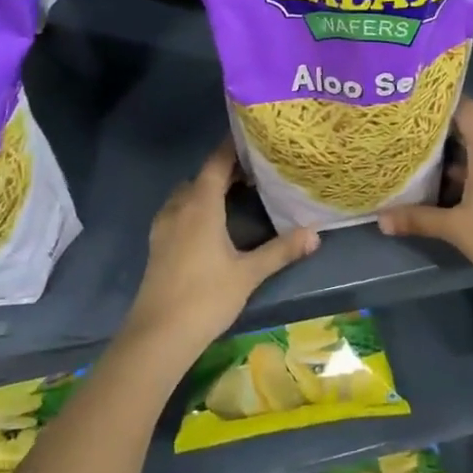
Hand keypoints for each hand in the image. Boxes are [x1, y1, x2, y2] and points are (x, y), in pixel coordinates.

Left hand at [124, 140, 318, 356]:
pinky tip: (212, 224)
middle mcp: (179, 208)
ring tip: (236, 193)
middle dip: (225, 169)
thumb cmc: (205, 297)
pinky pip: (178, 211)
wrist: (158, 336)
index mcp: (200, 205)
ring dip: (208, 188)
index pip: (216, 163)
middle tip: (255, 169)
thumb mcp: (249, 273)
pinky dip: (195, 206)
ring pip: (187, 194)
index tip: (253, 136)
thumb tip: (316, 233)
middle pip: (201, 176)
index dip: (233, 147)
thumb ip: (281, 250)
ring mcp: (164, 227)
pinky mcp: (157, 245)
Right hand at [377, 99, 472, 295]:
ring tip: (421, 162)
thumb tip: (381, 220)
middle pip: (470, 135)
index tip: (419, 104)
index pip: (467, 112)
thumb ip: (418, 219)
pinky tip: (446, 189)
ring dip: (454, 160)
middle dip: (441, 136)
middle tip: (409, 137)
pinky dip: (469, 175)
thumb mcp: (455, 228)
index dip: (445, 104)